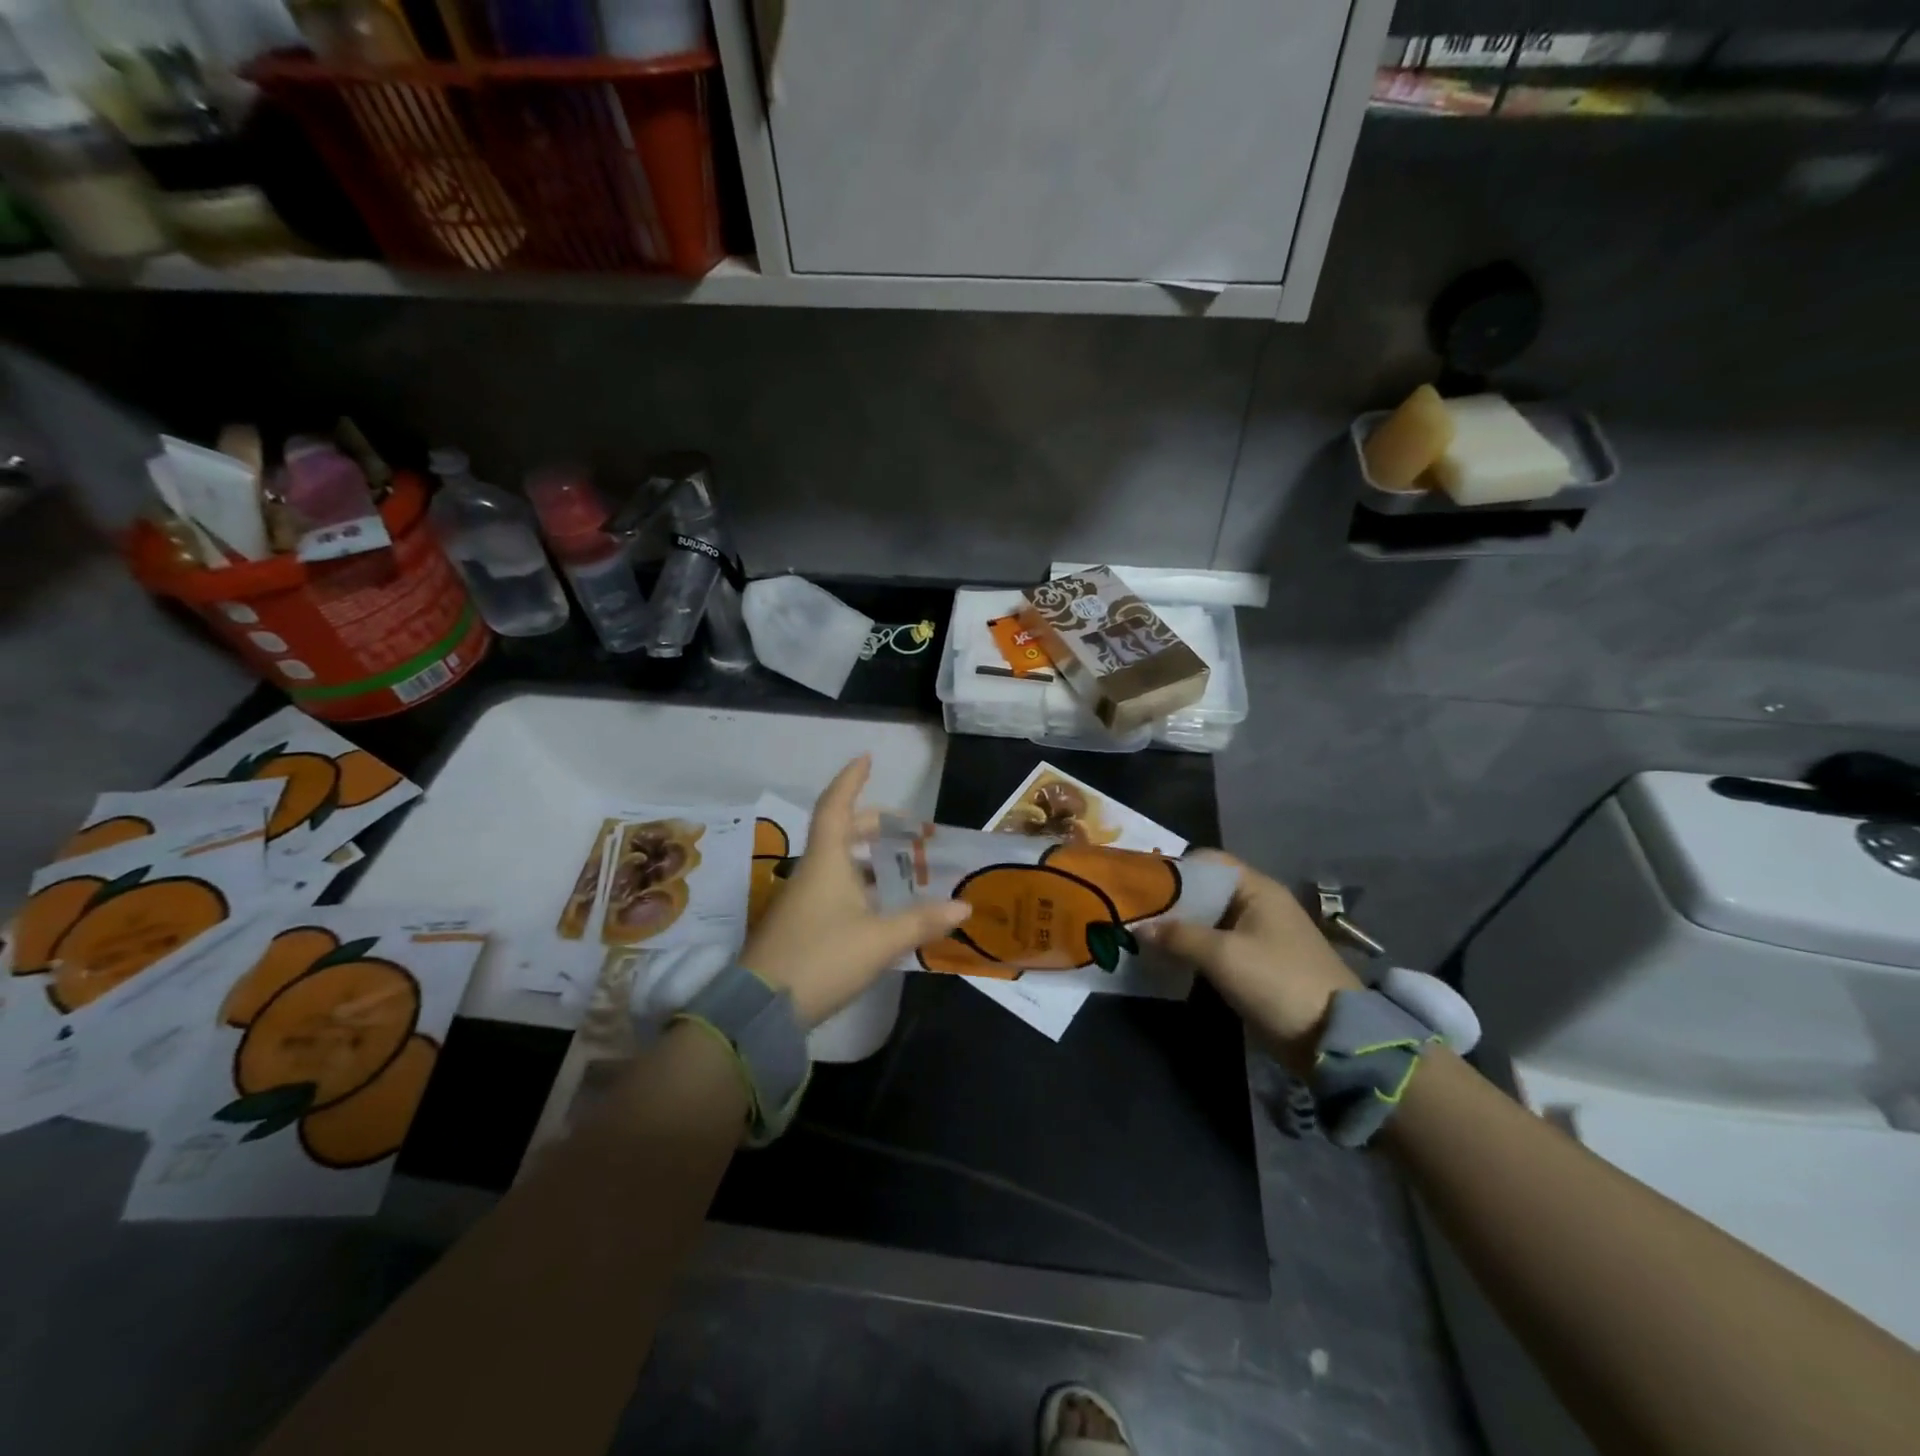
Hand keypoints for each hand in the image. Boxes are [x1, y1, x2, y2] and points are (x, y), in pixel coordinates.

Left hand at [738, 756, 970, 1027]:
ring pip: (840, 864)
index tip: (867, 758)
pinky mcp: (801, 926)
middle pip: (843, 834)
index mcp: (827, 861)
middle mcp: (813, 872)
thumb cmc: (822, 958)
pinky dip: (863, 887)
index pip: (837, 806)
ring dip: (871, 860)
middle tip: (910, 831)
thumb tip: (965, 906)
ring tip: (906, 868)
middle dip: (876, 826)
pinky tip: (885, 907)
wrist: (762, 1010)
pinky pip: (836, 890)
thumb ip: (922, 921)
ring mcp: (803, 900)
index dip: (852, 780)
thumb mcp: (880, 940)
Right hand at [1142, 854, 1361, 1073]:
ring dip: (1180, 927)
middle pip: (1206, 890)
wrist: (1331, 1038)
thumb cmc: (1277, 981)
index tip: (1141, 885)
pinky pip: (1217, 944)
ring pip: (1210, 919)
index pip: (1208, 862)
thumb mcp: (1223, 956)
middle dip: (1172, 901)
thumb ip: (1179, 936)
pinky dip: (1194, 947)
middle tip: (1136, 913)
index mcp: (1257, 890)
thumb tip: (1139, 927)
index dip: (1175, 869)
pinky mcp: (1257, 963)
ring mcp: (1259, 935)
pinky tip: (1169, 958)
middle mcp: (1258, 904)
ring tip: (1144, 935)